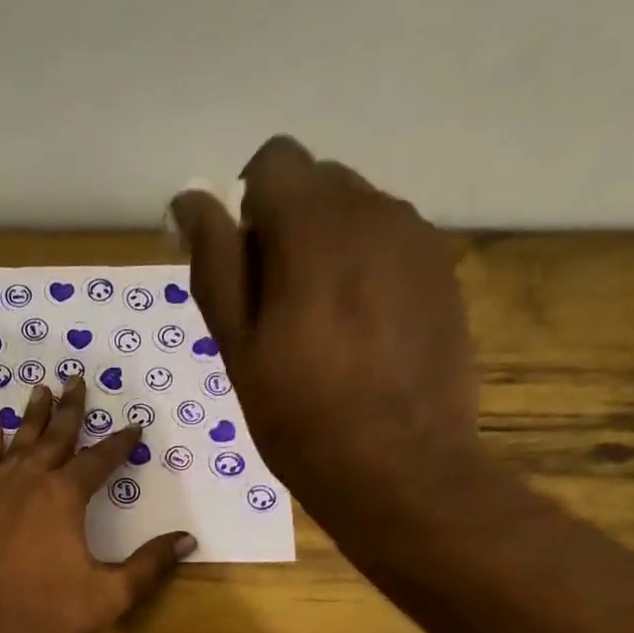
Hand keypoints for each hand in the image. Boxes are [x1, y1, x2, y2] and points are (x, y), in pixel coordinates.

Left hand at [0, 378, 194, 632]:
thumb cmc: (51, 616)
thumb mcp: (111, 594)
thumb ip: (149, 564)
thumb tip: (186, 540)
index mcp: (64, 498)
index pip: (98, 460)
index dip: (119, 443)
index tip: (133, 427)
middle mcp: (27, 484)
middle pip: (53, 437)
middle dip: (70, 409)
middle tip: (76, 380)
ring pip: (15, 445)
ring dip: (30, 418)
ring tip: (39, 390)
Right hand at [168, 136, 479, 506]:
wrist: (400, 469)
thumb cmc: (301, 419)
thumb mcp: (239, 350)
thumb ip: (216, 266)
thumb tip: (190, 201)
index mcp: (314, 224)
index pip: (272, 163)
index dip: (247, 213)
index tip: (244, 277)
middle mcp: (374, 210)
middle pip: (317, 186)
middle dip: (288, 233)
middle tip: (277, 318)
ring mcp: (418, 240)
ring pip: (356, 218)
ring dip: (328, 255)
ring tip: (322, 337)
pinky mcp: (443, 275)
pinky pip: (391, 250)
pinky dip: (366, 277)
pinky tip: (362, 343)